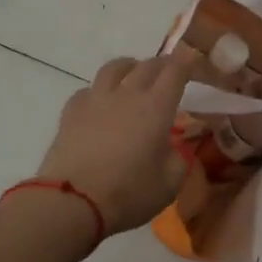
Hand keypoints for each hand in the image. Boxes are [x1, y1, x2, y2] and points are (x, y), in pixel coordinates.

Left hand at [37, 52, 197, 235]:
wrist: (73, 201)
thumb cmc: (128, 193)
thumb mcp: (169, 184)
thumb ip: (177, 159)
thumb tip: (171, 147)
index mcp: (156, 108)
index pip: (175, 71)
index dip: (185, 61)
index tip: (191, 60)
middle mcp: (127, 94)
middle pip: (146, 65)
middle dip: (161, 65)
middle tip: (167, 73)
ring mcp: (95, 100)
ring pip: (114, 68)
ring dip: (129, 67)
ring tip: (132, 76)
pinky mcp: (71, 111)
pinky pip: (88, 89)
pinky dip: (99, 91)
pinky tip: (100, 104)